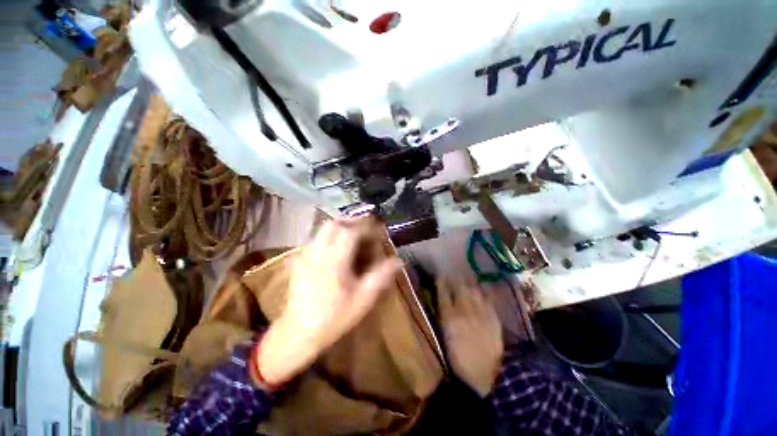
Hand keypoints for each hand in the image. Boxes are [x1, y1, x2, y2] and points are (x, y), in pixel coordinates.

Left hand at [257, 219, 401, 385]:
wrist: (298, 334)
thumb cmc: (334, 318)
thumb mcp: (363, 299)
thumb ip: (381, 277)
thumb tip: (398, 261)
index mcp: (334, 261)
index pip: (351, 232)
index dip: (367, 228)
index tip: (378, 232)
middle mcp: (317, 252)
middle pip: (334, 224)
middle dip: (352, 223)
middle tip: (366, 232)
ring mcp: (306, 255)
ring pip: (323, 230)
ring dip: (341, 229)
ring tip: (354, 240)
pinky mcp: (300, 261)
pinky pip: (317, 240)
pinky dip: (331, 238)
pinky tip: (339, 252)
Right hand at [439, 281, 503, 396]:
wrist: (486, 372)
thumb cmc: (460, 357)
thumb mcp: (446, 337)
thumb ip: (444, 316)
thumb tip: (443, 301)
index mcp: (449, 316)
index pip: (443, 292)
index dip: (441, 281)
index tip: (440, 274)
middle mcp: (464, 309)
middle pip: (458, 286)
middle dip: (455, 276)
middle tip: (453, 271)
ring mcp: (480, 310)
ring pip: (473, 288)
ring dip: (468, 279)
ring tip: (466, 274)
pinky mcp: (492, 315)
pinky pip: (487, 296)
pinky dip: (483, 288)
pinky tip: (481, 284)